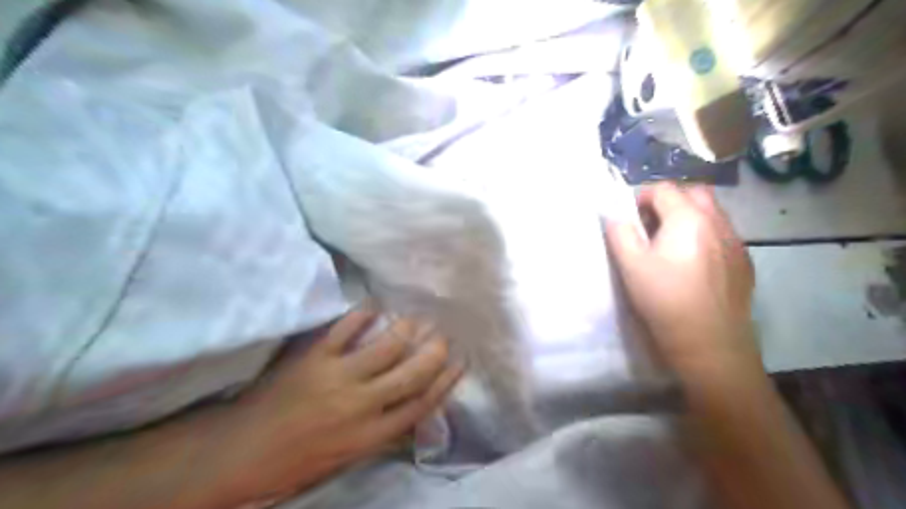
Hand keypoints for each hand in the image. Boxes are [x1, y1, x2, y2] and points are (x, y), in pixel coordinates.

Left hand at [223, 311, 459, 495]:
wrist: (242, 452)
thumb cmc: (299, 459)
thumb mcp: (348, 457)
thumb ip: (381, 432)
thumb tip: (411, 406)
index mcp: (370, 436)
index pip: (420, 405)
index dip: (446, 381)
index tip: (460, 361)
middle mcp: (360, 406)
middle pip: (410, 375)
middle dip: (433, 352)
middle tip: (442, 335)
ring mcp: (337, 378)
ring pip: (385, 348)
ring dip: (406, 329)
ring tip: (416, 319)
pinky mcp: (314, 358)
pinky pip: (344, 329)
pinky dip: (362, 314)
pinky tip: (375, 305)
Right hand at [608, 183, 758, 373]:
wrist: (710, 344)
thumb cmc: (664, 301)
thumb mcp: (630, 266)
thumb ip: (620, 233)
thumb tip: (616, 216)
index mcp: (688, 219)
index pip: (664, 189)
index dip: (643, 198)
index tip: (632, 220)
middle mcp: (717, 223)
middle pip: (695, 193)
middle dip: (671, 202)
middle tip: (653, 226)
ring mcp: (736, 243)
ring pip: (713, 213)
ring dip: (690, 217)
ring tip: (673, 245)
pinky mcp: (744, 263)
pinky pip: (724, 235)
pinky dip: (706, 236)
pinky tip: (695, 265)